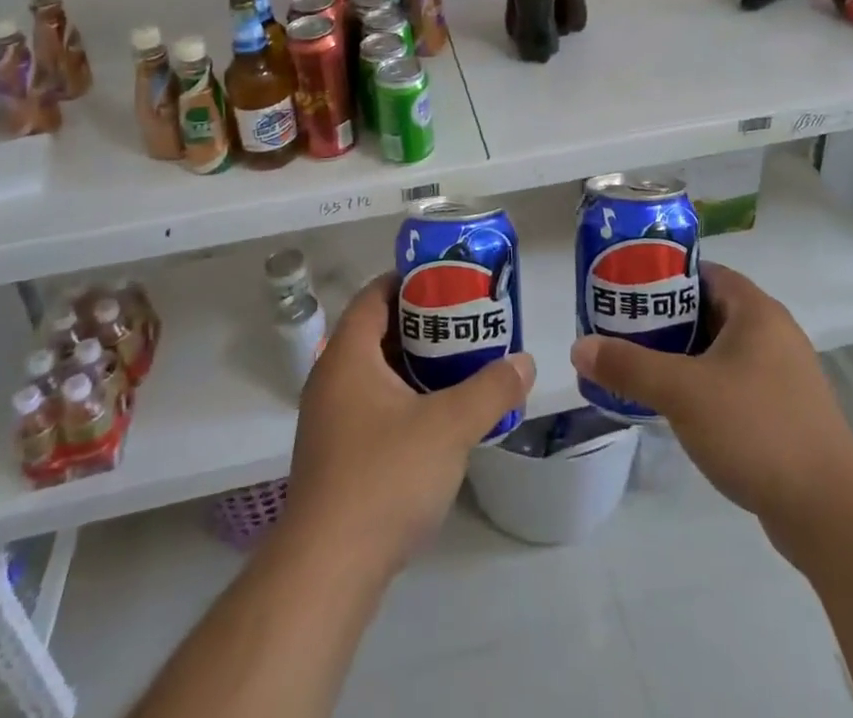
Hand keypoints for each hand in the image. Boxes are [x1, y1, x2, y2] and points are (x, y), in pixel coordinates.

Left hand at [284, 273, 534, 575]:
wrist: (327, 572)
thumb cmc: (384, 477)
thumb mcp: (449, 426)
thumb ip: (491, 389)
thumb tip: (525, 362)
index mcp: (348, 355)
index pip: (375, 294)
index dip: (410, 280)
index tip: (450, 280)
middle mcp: (331, 379)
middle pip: (377, 331)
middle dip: (422, 324)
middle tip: (466, 322)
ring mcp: (329, 421)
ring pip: (375, 372)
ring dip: (414, 365)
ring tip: (460, 365)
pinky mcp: (335, 457)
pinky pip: (372, 406)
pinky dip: (403, 398)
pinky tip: (437, 418)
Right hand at [570, 264, 852, 528]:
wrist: (832, 512)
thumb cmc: (756, 429)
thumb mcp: (682, 392)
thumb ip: (629, 366)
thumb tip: (578, 347)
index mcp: (756, 311)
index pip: (703, 272)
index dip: (662, 275)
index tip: (625, 289)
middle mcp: (773, 333)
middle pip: (708, 310)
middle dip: (664, 319)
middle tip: (622, 330)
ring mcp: (782, 375)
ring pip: (719, 351)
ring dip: (681, 356)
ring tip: (638, 368)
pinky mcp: (784, 413)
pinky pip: (733, 383)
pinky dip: (703, 386)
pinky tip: (675, 409)